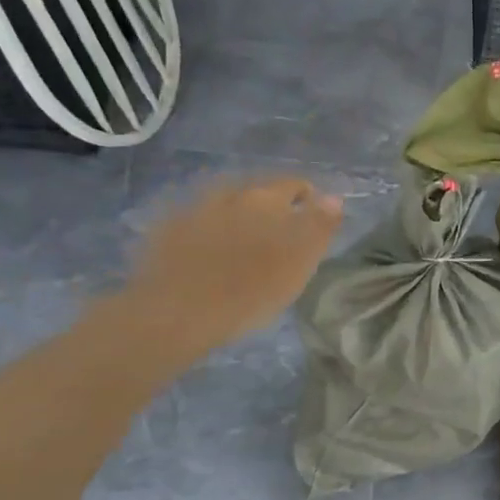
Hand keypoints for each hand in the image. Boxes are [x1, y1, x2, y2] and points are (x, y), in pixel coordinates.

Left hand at [121, 175, 342, 362]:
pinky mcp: (166, 230)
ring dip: (238, 218)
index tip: (312, 224)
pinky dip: (208, 231)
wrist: (174, 314)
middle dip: (271, 209)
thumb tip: (333, 197)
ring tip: (244, 246)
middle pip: (258, 192)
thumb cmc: (249, 291)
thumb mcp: (299, 263)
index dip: (308, 202)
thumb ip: (319, 226)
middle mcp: (230, 193)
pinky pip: (197, 222)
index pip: (296, 185)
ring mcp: (194, 208)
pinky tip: (209, 254)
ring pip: (226, 205)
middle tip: (279, 239)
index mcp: (267, 198)